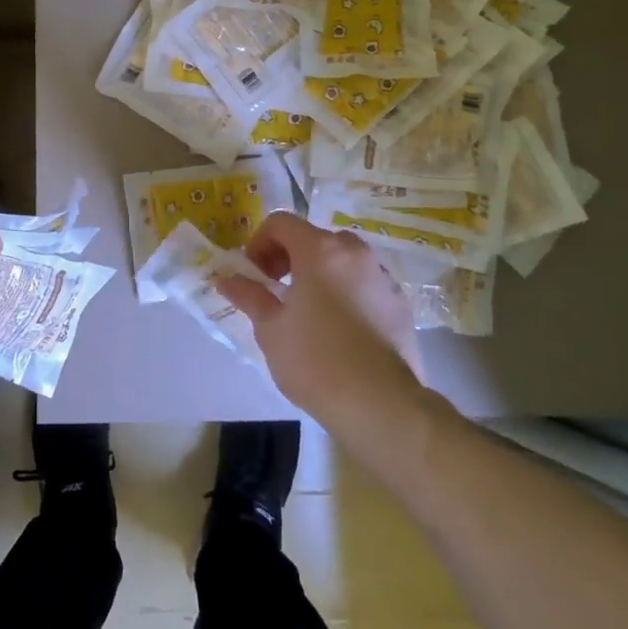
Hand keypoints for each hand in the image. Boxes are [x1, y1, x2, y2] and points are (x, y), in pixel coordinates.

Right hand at [215, 211, 428, 430]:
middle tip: (276, 289)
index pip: (281, 223)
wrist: (381, 405)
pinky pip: (364, 284)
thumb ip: (249, 295)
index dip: (259, 242)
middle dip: (289, 257)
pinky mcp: (400, 304)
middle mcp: (355, 253)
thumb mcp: (270, 328)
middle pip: (314, 238)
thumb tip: (227, 279)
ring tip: (308, 312)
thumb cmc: (315, 361)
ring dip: (319, 274)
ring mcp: (382, 277)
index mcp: (320, 250)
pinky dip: (345, 292)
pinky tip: (338, 331)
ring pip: (342, 261)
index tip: (254, 274)